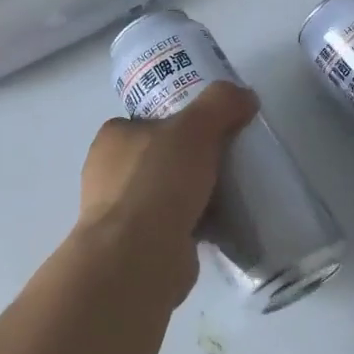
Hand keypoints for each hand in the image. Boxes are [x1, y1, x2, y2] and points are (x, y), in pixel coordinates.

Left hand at [78, 82, 257, 248]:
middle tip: (228, 161)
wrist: (139, 257)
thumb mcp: (195, 128)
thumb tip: (244, 96)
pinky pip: (172, 226)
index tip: (212, 130)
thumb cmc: (158, 182)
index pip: (147, 121)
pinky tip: (221, 225)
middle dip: (190, 161)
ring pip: (166, 193)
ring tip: (231, 193)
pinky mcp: (136, 246)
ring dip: (193, 195)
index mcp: (112, 138)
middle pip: (160, 157)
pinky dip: (194, 224)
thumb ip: (220, 104)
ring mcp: (120, 213)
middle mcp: (108, 174)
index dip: (179, 122)